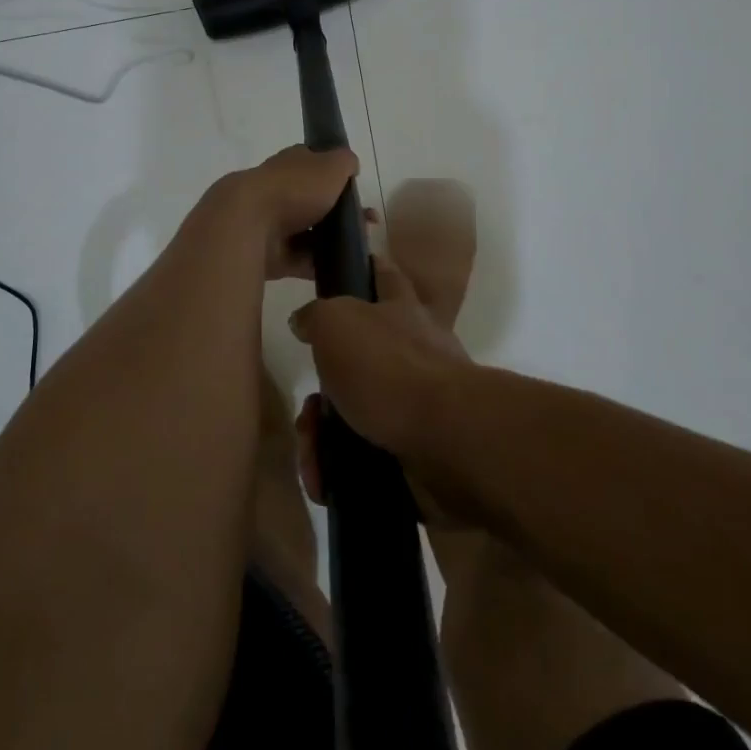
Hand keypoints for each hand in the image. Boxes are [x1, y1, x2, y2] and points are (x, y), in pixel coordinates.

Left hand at [207, 144, 359, 280]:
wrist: (249, 224)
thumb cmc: (294, 188)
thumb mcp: (330, 166)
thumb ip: (345, 162)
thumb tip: (351, 165)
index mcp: (292, 164)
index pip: (316, 164)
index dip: (337, 175)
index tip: (358, 191)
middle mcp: (281, 190)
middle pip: (316, 201)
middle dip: (342, 213)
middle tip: (367, 224)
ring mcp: (274, 223)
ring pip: (311, 232)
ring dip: (334, 240)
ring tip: (360, 248)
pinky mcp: (272, 254)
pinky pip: (302, 260)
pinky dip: (320, 265)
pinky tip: (343, 267)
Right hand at [288, 254, 474, 509]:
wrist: (446, 438)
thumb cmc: (389, 366)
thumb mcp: (336, 323)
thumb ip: (316, 316)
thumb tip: (304, 321)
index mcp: (400, 311)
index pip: (384, 276)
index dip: (368, 267)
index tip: (353, 268)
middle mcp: (413, 353)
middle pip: (357, 361)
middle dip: (323, 390)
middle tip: (308, 411)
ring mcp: (417, 405)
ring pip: (355, 415)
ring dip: (323, 437)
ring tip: (312, 455)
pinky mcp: (416, 453)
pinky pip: (365, 460)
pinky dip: (339, 471)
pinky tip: (324, 481)